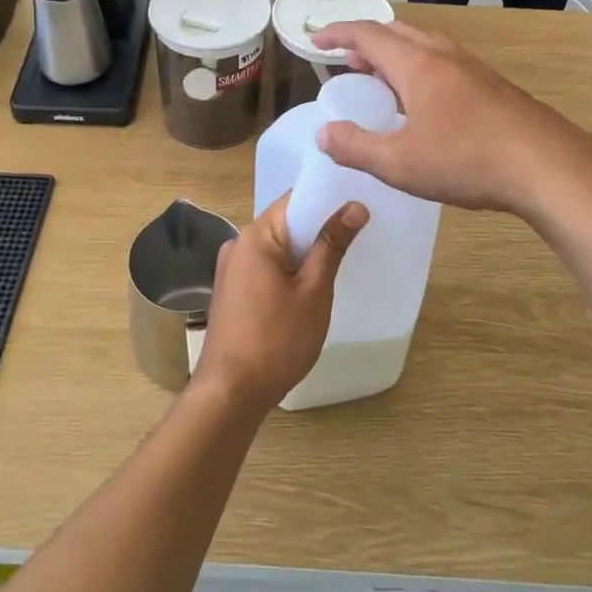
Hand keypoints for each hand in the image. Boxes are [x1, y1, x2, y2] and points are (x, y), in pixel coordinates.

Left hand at [193, 194, 367, 415]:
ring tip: (342, 257)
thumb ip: (332, 245)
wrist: (230, 392)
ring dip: (306, 251)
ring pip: (277, 247)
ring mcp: (231, 268)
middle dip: (320, 227)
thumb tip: (354, 206)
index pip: (295, 200)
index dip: (329, 199)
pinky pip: (266, 266)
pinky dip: (289, 269)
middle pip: (286, 222)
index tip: (361, 202)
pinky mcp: (233, 290)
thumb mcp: (314, 292)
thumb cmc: (277, 340)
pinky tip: (311, 285)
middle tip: (361, 231)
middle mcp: (238, 243)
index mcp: (256, 236)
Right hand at [309, 21, 591, 218]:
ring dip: (395, 55)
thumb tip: (324, 134)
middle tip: (347, 63)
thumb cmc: (467, 161)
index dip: (337, 34)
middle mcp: (444, 56)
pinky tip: (424, 103)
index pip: (368, 35)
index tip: (315, 40)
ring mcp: (473, 70)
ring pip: (425, 47)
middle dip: (367, 42)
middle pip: (398, 33)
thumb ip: (356, 147)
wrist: (548, 167)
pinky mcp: (493, 88)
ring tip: (380, 80)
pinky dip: (419, 70)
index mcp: (417, 65)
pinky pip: (444, 64)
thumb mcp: (399, 163)